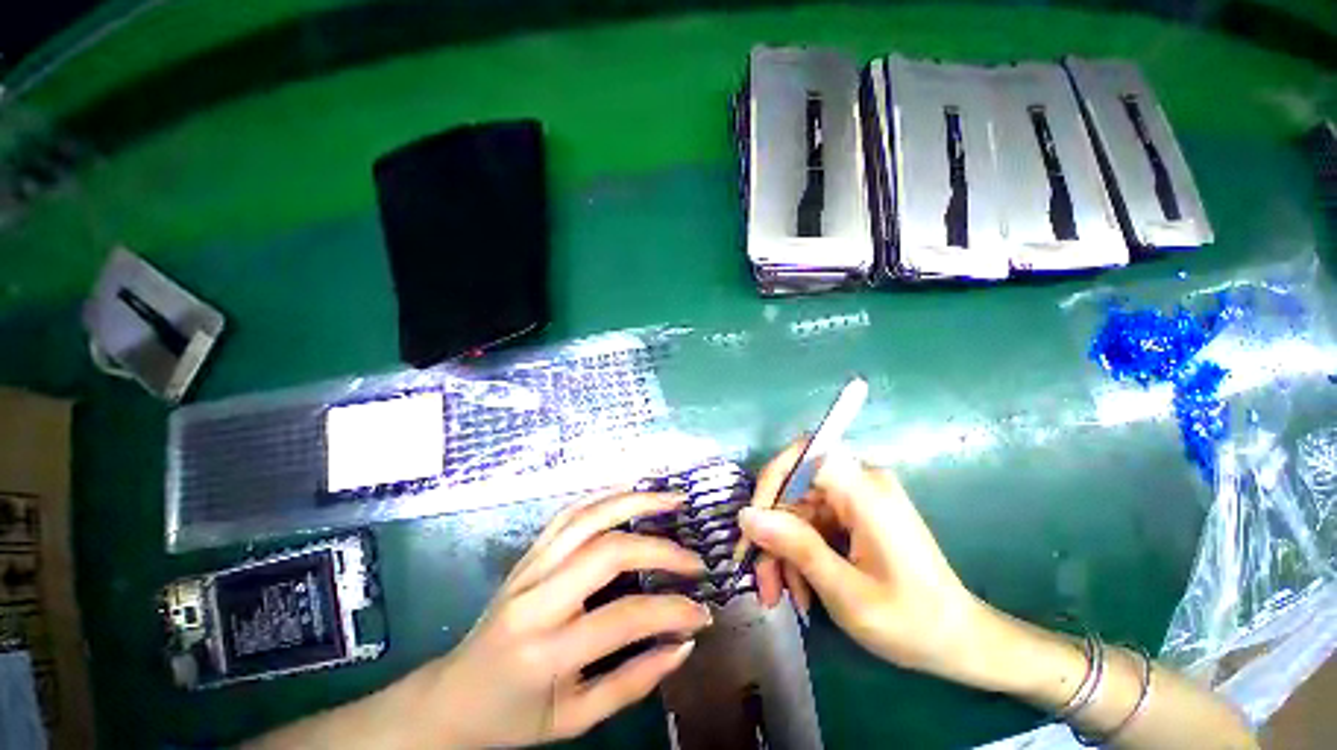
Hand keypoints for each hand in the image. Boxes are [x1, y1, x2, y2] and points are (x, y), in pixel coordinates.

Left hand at [424, 490, 713, 746]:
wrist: (451, 698)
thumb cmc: (512, 717)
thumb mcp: (574, 719)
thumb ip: (633, 682)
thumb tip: (683, 644)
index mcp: (546, 650)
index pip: (623, 618)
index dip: (671, 611)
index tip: (702, 613)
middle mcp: (536, 597)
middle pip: (607, 552)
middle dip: (660, 549)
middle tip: (693, 561)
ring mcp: (529, 566)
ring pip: (588, 517)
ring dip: (635, 501)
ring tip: (670, 500)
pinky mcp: (528, 553)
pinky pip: (570, 512)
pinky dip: (605, 496)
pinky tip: (630, 494)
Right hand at [739, 440, 993, 685]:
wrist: (959, 641)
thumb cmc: (911, 621)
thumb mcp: (846, 591)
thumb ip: (795, 547)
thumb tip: (746, 515)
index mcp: (864, 489)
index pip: (802, 456)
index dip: (770, 483)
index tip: (753, 526)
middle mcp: (859, 481)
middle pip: (794, 489)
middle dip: (772, 533)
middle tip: (762, 581)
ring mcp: (857, 496)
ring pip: (798, 510)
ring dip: (783, 550)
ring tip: (780, 595)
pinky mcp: (855, 512)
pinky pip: (812, 522)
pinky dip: (800, 553)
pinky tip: (801, 589)